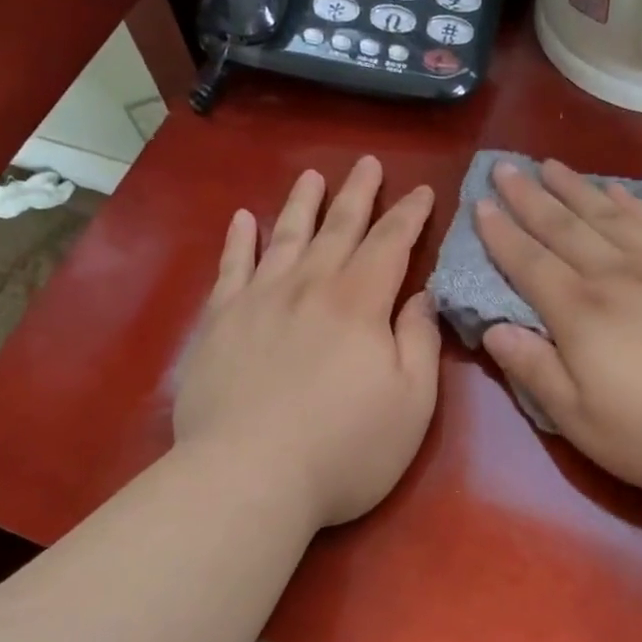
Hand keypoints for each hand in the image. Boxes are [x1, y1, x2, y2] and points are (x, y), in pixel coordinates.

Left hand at [174, 157, 439, 528]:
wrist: (247, 477)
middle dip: (358, 195)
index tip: (422, 191)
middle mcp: (309, 287)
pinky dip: (238, 240)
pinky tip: (242, 219)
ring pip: (284, 237)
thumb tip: (422, 295)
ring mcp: (258, 300)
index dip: (409, 215)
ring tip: (312, 177)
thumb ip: (419, 341)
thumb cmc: (344, 448)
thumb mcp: (412, 402)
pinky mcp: (219, 322)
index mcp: (360, 303)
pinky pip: (231, 268)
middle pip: (338, 228)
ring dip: (301, 204)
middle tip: (368, 164)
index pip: (390, 244)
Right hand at [474, 158, 641, 498]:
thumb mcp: (587, 424)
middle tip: (504, 168)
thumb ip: (537, 373)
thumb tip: (494, 330)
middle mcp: (615, 277)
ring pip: (606, 215)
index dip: (501, 235)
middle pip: (563, 228)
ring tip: (549, 165)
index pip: (529, 265)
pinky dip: (630, 202)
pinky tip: (617, 191)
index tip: (480, 205)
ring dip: (573, 189)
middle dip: (528, 198)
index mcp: (581, 316)